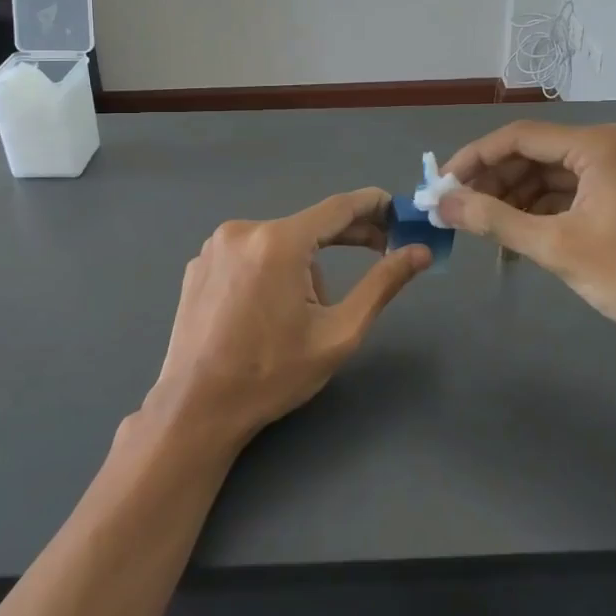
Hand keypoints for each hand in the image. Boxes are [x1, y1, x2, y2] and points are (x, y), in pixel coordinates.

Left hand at [145, 189, 430, 453]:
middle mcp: (243, 230)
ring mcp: (214, 246)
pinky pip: (249, 255)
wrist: (195, 410)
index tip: (399, 210)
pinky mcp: (198, 264)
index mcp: (278, 242)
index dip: (374, 205)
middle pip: (308, 226)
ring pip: (278, 243)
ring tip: (302, 312)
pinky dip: (268, 270)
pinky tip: (266, 308)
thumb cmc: (272, 374)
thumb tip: (420, 252)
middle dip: (345, 236)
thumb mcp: (338, 333)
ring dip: (302, 263)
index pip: (338, 208)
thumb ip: (382, 284)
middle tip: (380, 249)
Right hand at [438, 121, 615, 356]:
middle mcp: (610, 146)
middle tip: (458, 214)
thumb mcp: (559, 248)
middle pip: (535, 154)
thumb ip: (496, 220)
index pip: (517, 137)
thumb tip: (444, 203)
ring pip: (553, 177)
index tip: (440, 186)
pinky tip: (521, 240)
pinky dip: (545, 213)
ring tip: (486, 233)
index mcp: (597, 145)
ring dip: (517, 201)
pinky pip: (574, 194)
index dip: (473, 159)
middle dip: (494, 183)